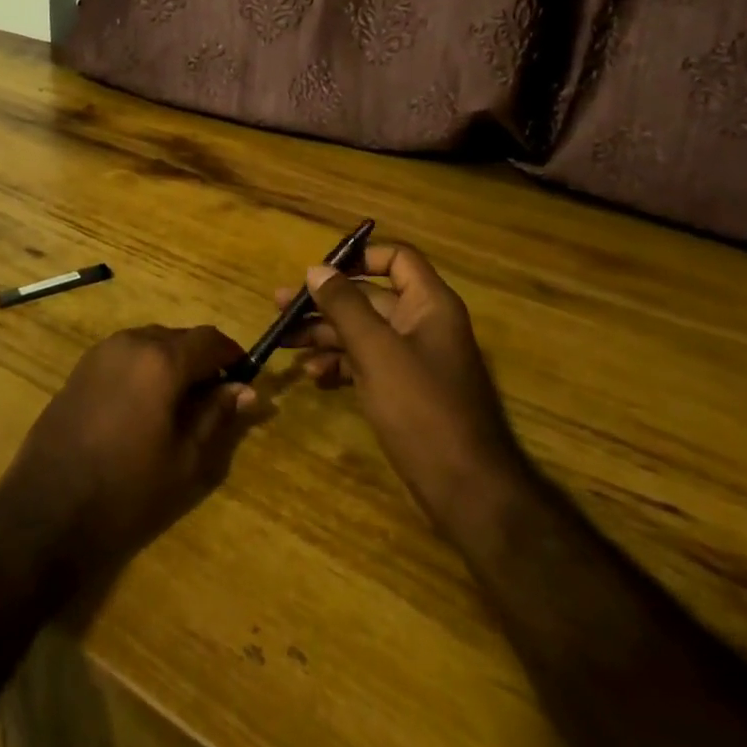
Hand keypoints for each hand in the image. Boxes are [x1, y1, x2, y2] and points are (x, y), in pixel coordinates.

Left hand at [0, 326, 257, 579]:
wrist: (47, 509)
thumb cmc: (127, 489)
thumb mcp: (185, 459)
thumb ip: (217, 416)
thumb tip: (246, 390)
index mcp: (162, 359)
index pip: (210, 339)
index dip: (232, 354)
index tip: (245, 377)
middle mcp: (132, 342)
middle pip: (179, 337)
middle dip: (201, 359)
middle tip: (215, 397)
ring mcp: (101, 352)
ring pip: (150, 343)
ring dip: (171, 362)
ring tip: (180, 403)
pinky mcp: (80, 368)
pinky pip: (125, 354)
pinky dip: (144, 368)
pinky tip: (144, 405)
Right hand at [281, 244, 523, 537]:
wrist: (466, 489)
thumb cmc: (422, 408)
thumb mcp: (376, 350)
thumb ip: (345, 306)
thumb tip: (316, 269)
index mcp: (429, 304)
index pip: (396, 258)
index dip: (360, 257)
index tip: (320, 271)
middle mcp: (423, 324)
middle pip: (369, 297)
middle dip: (325, 301)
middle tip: (280, 306)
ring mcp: (413, 359)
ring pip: (363, 331)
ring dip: (324, 334)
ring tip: (285, 342)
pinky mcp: (404, 390)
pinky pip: (366, 362)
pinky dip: (340, 364)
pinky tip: (313, 376)